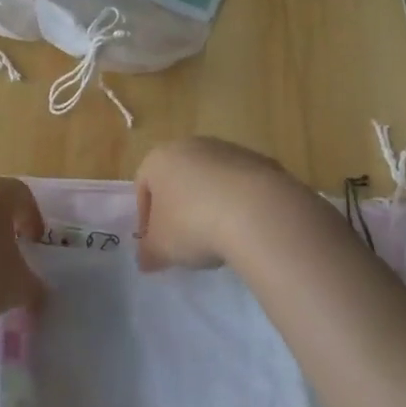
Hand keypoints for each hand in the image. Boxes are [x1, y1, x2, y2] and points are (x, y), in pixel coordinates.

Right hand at [134, 137, 307, 270]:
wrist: (258, 213)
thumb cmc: (193, 224)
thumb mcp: (161, 249)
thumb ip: (148, 254)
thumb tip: (146, 261)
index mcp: (160, 158)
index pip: (143, 186)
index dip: (146, 219)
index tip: (156, 244)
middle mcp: (192, 145)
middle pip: (179, 180)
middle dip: (180, 209)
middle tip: (185, 241)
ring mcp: (230, 151)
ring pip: (211, 182)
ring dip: (210, 206)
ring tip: (219, 239)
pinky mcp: (262, 162)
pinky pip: (241, 188)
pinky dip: (239, 205)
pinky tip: (245, 230)